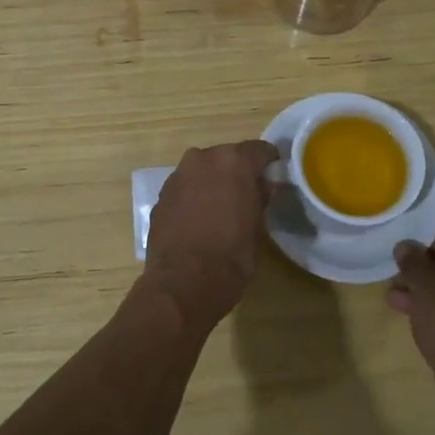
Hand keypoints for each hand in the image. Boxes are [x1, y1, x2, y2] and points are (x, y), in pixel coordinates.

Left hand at [144, 140, 280, 333]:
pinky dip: (194, 197)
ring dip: (213, 183)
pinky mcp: (161, 196)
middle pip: (227, 157)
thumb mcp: (258, 229)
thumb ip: (260, 198)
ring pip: (203, 171)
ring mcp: (177, 176)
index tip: (274, 180)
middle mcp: (202, 158)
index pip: (259, 150)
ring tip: (221, 211)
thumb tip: (263, 186)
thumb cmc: (231, 256)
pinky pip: (185, 188)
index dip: (269, 164)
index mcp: (233, 161)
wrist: (183, 283)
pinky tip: (199, 222)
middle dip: (237, 173)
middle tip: (247, 197)